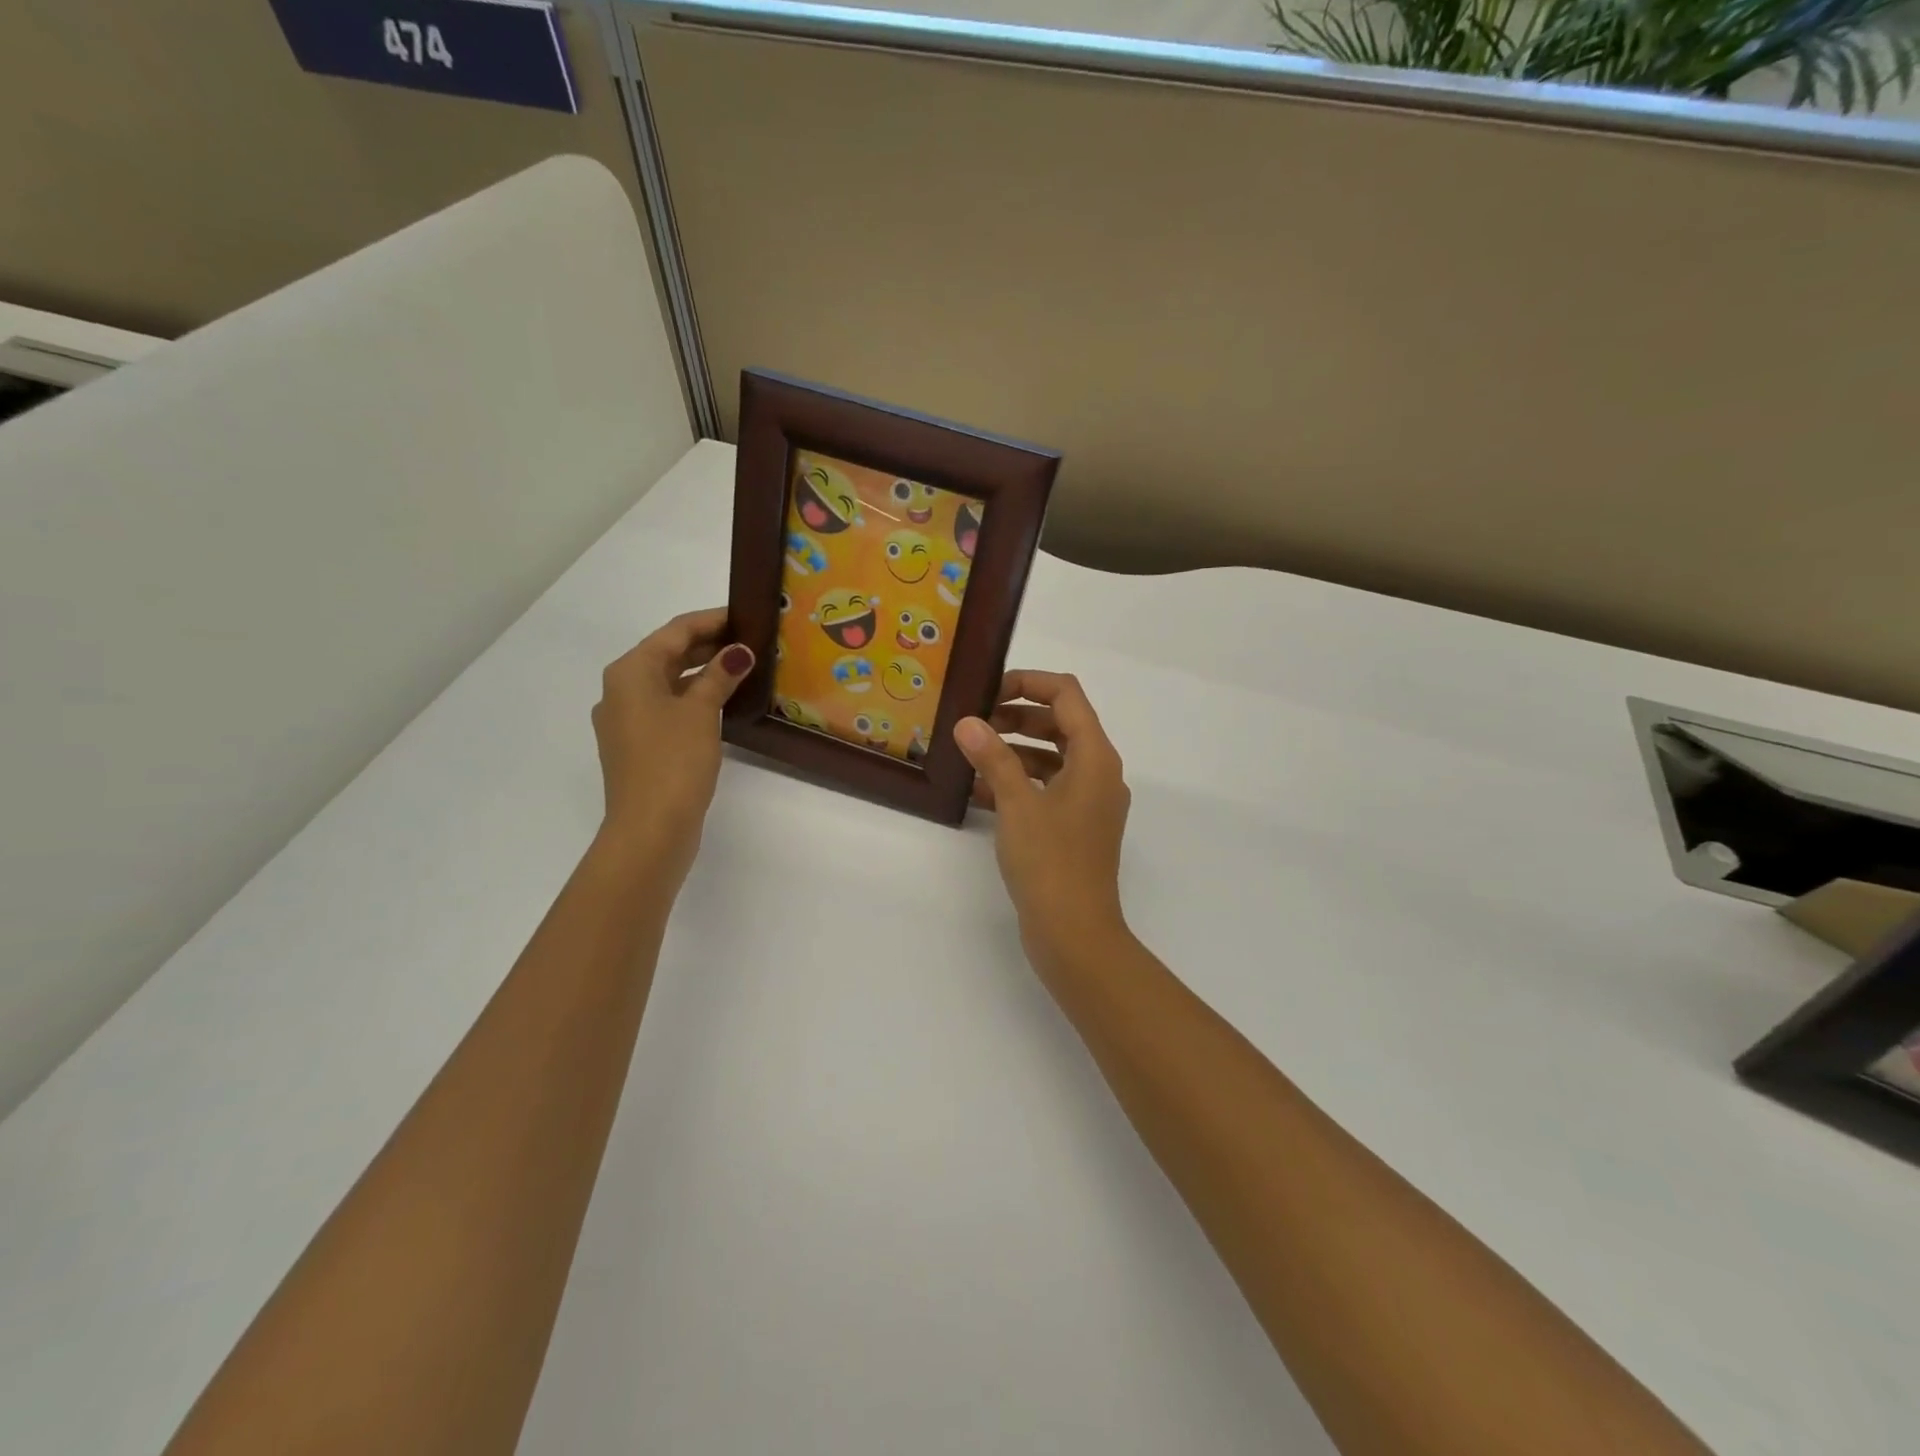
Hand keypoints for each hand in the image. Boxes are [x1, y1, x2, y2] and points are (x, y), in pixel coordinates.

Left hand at [592, 608, 753, 879]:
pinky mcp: (639, 745)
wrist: (649, 828)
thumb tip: (739, 651)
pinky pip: (668, 707)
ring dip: (704, 672)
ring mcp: (627, 720)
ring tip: (744, 667)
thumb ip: (720, 676)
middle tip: (752, 640)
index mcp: (630, 672)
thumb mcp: (700, 712)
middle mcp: (621, 689)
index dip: (712, 620)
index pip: (675, 631)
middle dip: (709, 645)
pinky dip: (694, 698)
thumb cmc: (672, 761)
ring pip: (670, 682)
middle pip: (669, 654)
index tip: (747, 615)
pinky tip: (723, 702)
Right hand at [954, 671, 1131, 975]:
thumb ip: (993, 758)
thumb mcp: (1017, 804)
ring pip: (1052, 757)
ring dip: (1014, 750)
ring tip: (971, 755)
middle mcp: (1099, 773)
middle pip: (1060, 724)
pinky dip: (1019, 782)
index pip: (1066, 695)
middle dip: (1017, 717)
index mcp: (1095, 757)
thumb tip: (968, 723)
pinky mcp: (1076, 828)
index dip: (1028, 683)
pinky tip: (980, 792)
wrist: (1075, 933)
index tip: (988, 692)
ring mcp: (1090, 802)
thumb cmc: (1051, 862)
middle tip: (974, 724)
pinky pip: (1048, 789)